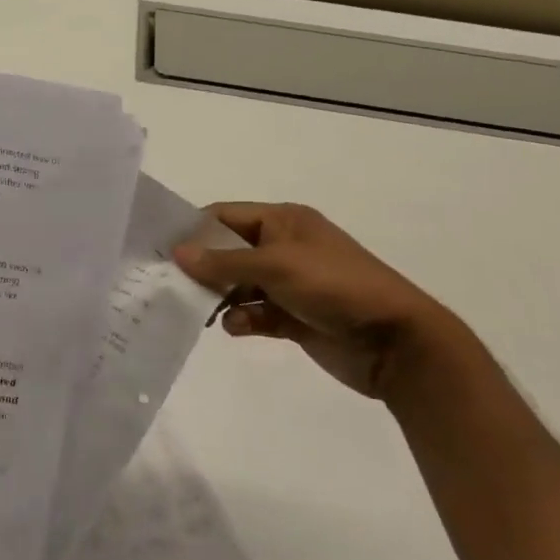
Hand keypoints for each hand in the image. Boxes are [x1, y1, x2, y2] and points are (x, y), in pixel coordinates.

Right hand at [175, 203, 458, 400]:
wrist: (397, 343)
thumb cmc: (335, 286)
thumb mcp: (276, 266)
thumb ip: (224, 261)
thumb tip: (177, 252)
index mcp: (284, 221)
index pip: (226, 216)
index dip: (195, 230)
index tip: (162, 250)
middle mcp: (284, 247)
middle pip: (229, 251)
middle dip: (204, 268)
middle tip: (171, 285)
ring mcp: (291, 284)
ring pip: (240, 285)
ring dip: (222, 298)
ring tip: (202, 312)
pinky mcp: (296, 317)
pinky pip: (257, 314)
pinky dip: (243, 320)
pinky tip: (237, 329)